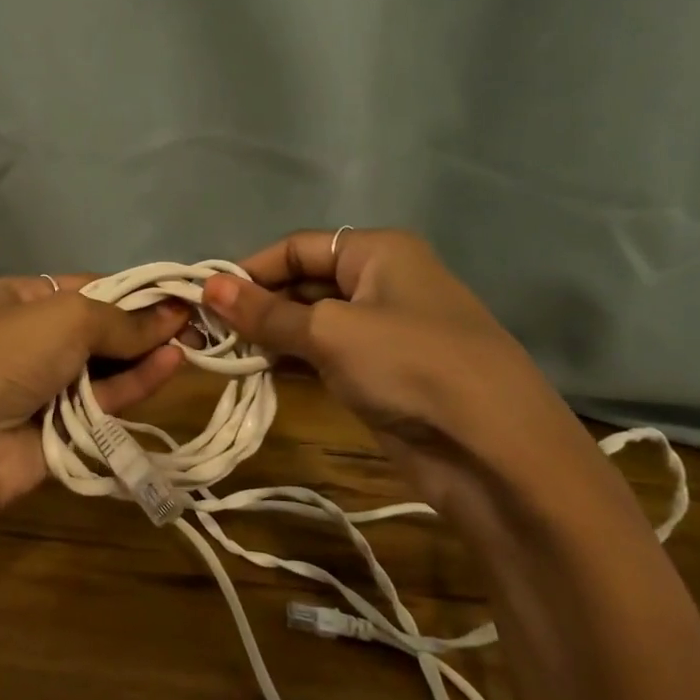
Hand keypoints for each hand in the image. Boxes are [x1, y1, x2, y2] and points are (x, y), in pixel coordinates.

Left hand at [0, 275, 187, 564]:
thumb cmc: (5, 356)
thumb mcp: (66, 319)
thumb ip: (123, 321)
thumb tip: (173, 315)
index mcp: (19, 300)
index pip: (86, 288)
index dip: (132, 291)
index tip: (179, 296)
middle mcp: (30, 339)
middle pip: (98, 329)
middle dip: (144, 326)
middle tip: (198, 324)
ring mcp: (43, 387)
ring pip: (105, 367)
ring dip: (145, 355)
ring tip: (194, 344)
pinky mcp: (58, 429)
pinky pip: (102, 402)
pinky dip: (135, 385)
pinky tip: (171, 367)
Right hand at [201, 230, 615, 521]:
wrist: (495, 452)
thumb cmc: (411, 366)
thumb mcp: (330, 332)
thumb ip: (267, 313)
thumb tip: (208, 287)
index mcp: (378, 251)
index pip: (296, 247)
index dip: (249, 269)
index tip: (204, 299)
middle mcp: (380, 282)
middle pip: (302, 282)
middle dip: (257, 305)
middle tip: (207, 333)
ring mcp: (383, 331)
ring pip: (310, 323)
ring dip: (270, 336)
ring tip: (223, 356)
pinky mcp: (380, 374)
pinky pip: (324, 356)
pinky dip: (291, 362)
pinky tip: (257, 374)